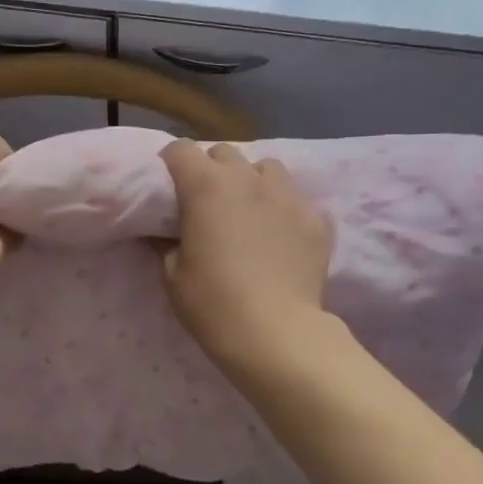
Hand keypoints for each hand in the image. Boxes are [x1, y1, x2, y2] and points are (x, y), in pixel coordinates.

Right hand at [158, 140, 332, 367]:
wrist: (276, 333)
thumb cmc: (213, 303)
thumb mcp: (173, 276)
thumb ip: (167, 243)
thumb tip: (165, 232)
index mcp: (205, 186)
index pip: (181, 150)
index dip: (171, 165)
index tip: (168, 187)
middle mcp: (248, 178)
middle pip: (224, 153)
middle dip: (211, 169)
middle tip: (207, 202)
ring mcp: (288, 195)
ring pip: (267, 168)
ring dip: (252, 181)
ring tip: (250, 210)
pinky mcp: (317, 218)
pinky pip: (297, 199)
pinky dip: (284, 210)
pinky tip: (282, 236)